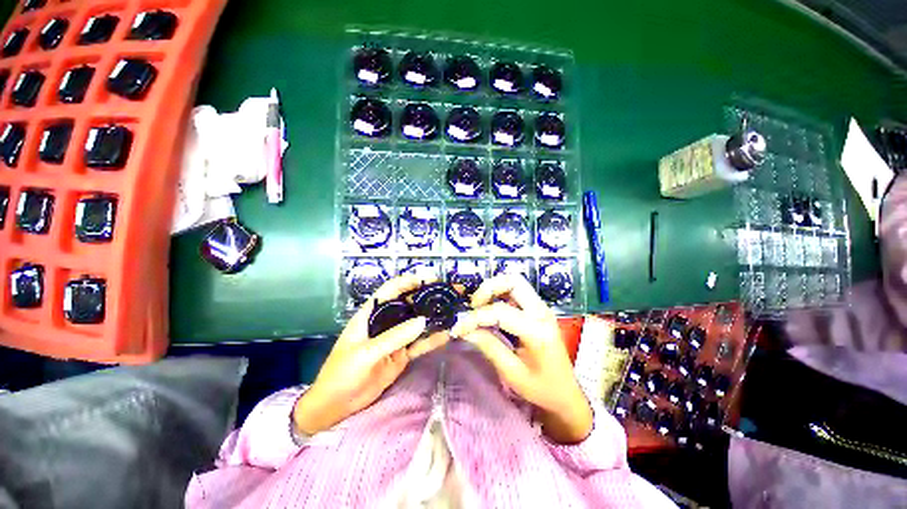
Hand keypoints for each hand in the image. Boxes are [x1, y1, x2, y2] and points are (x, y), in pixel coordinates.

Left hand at [293, 275, 449, 434]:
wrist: (336, 406)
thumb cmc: (342, 373)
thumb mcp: (365, 353)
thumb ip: (393, 337)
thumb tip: (423, 321)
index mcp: (371, 314)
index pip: (390, 290)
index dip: (408, 281)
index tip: (428, 280)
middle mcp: (385, 322)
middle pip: (408, 304)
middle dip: (427, 297)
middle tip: (448, 294)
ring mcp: (395, 339)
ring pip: (416, 323)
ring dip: (432, 317)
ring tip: (452, 311)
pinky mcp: (402, 354)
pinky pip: (419, 344)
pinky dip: (432, 340)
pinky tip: (446, 335)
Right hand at [451, 275, 592, 443]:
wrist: (566, 394)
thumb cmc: (541, 389)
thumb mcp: (512, 373)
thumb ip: (488, 346)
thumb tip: (465, 330)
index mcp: (537, 331)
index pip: (500, 311)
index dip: (474, 317)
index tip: (458, 328)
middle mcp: (542, 312)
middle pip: (513, 281)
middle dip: (488, 288)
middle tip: (473, 306)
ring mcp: (542, 308)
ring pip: (515, 282)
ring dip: (494, 289)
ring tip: (479, 306)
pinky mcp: (538, 309)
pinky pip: (517, 291)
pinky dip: (500, 294)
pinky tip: (490, 309)